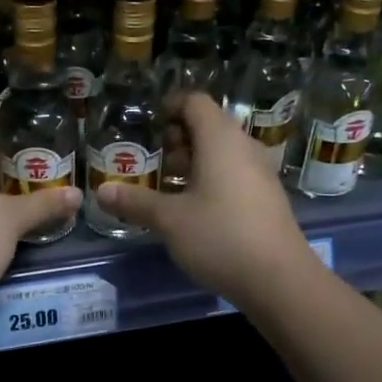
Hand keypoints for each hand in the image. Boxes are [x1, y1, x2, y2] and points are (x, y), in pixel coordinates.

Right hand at [94, 93, 315, 307]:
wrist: (279, 280)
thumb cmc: (220, 237)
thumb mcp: (170, 220)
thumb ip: (136, 202)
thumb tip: (102, 192)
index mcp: (220, 140)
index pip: (195, 102)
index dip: (171, 106)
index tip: (150, 124)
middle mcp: (244, 147)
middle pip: (210, 125)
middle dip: (179, 137)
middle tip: (155, 160)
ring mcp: (260, 172)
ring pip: (223, 151)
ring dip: (195, 160)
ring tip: (170, 185)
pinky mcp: (267, 197)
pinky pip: (235, 172)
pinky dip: (212, 178)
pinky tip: (196, 208)